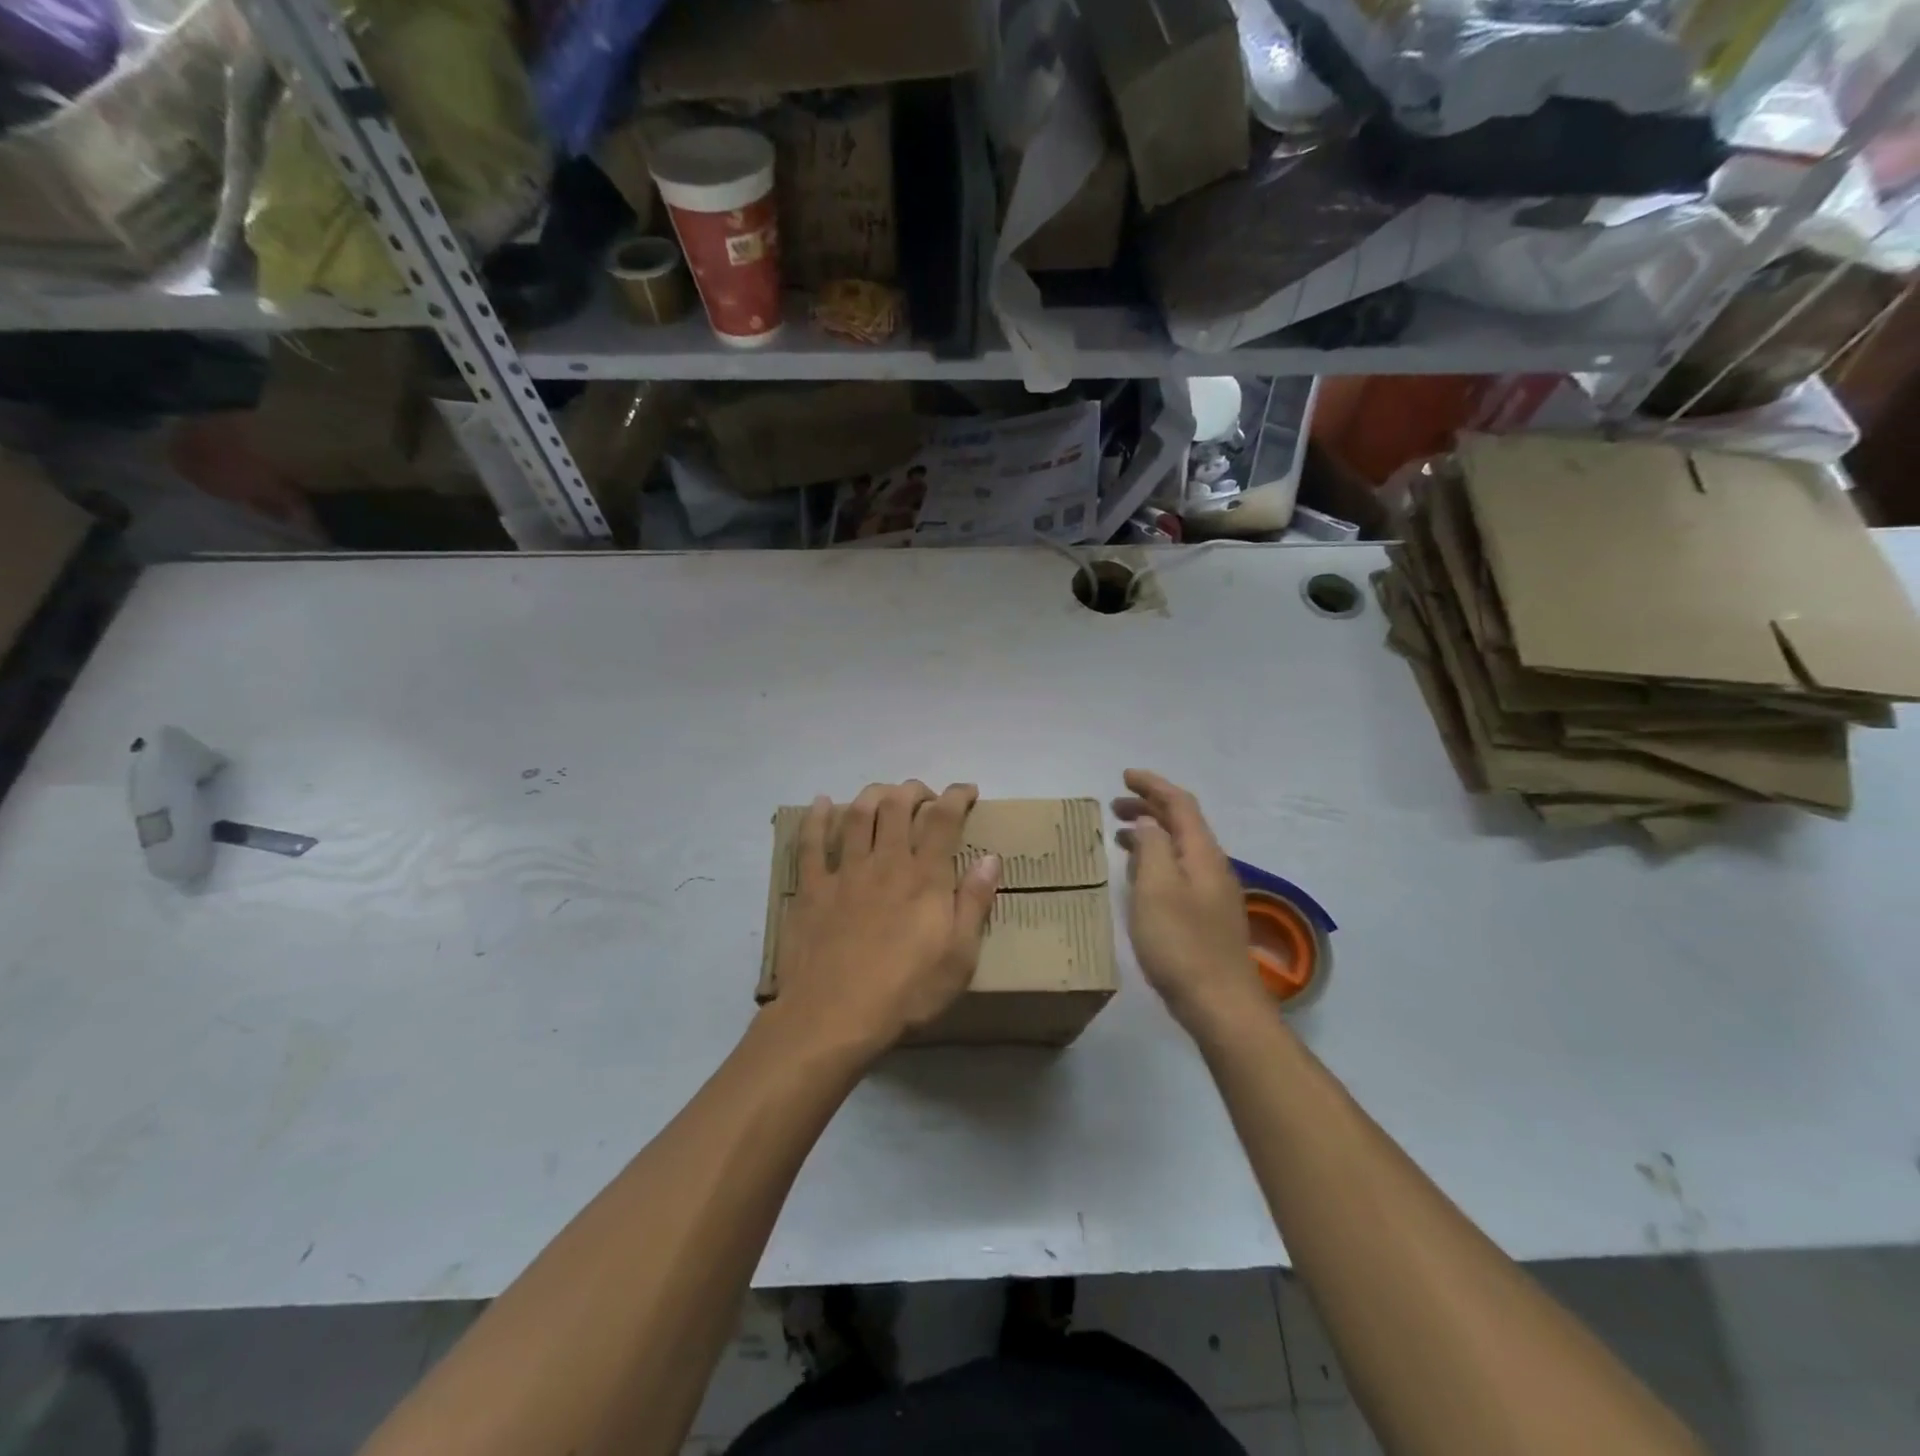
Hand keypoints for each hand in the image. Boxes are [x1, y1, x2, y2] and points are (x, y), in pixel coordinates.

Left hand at [769, 781, 1000, 1058]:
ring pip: (857, 815)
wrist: (833, 1016)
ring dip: (873, 794)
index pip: (943, 819)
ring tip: (884, 793)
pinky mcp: (811, 889)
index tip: (967, 791)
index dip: (956, 797)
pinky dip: (816, 818)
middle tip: (924, 795)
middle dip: (914, 790)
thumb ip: (974, 903)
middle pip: (897, 806)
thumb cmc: (906, 992)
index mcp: (924, 877)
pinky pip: (811, 844)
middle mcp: (885, 862)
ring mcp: (845, 873)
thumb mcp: (959, 957)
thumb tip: (991, 857)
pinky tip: (822, 802)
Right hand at [1113, 769, 1261, 1035]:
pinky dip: (1156, 861)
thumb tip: (1146, 823)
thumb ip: (1151, 847)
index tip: (1125, 775)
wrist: (1220, 1004)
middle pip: (1182, 824)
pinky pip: (1179, 871)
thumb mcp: (1156, 888)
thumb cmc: (1181, 942)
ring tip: (1119, 836)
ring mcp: (1213, 893)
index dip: (1153, 785)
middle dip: (1149, 807)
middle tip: (1114, 805)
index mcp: (1203, 853)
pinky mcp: (1207, 916)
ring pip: (1180, 848)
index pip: (1180, 804)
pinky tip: (1139, 877)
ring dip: (1151, 834)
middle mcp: (1213, 866)